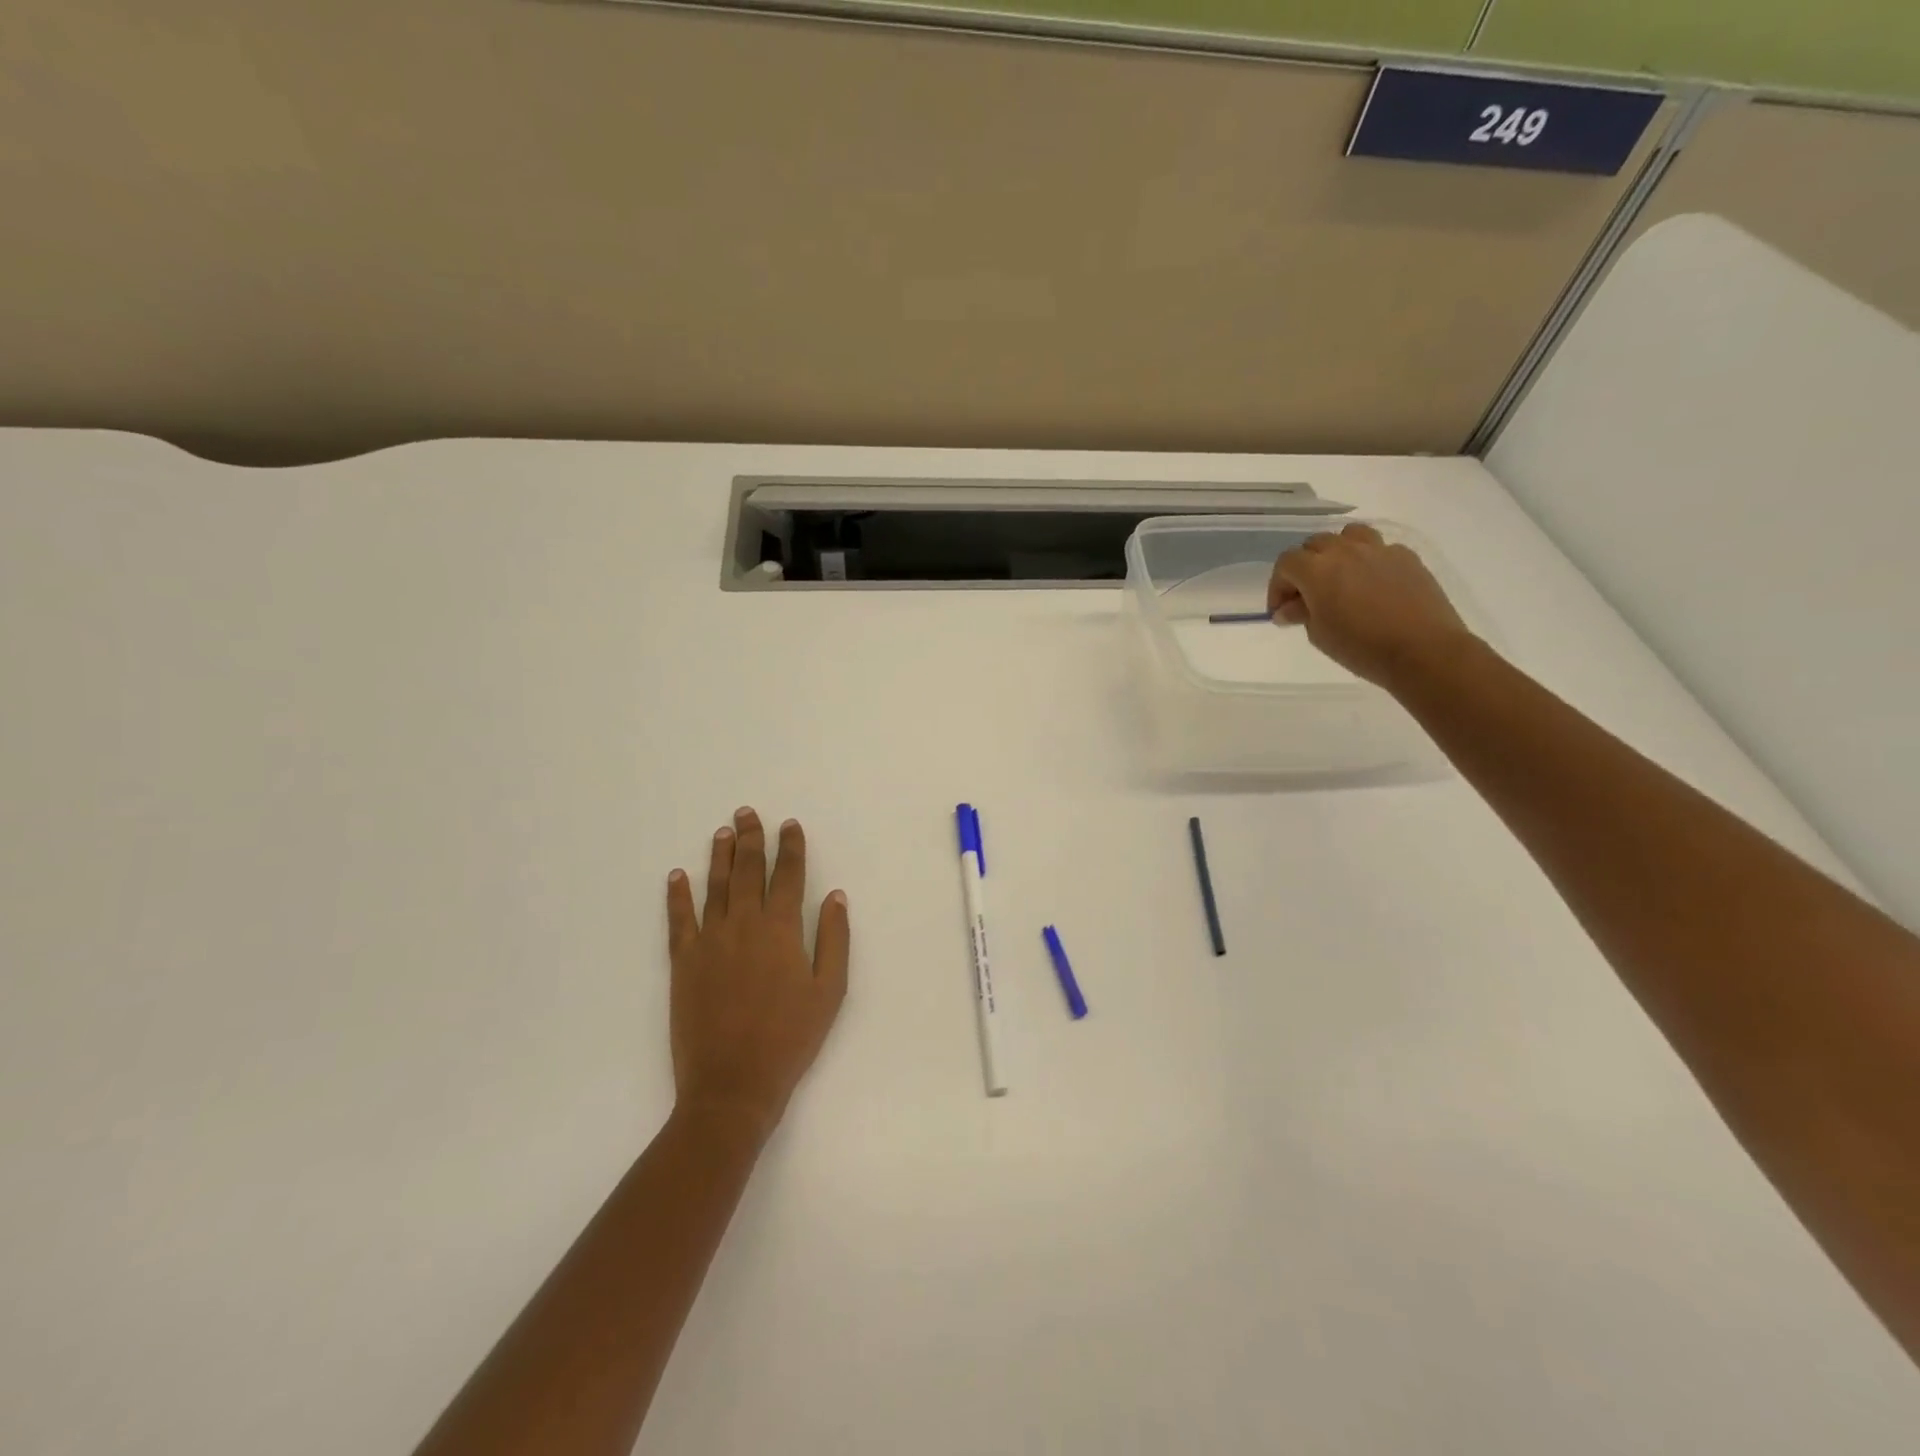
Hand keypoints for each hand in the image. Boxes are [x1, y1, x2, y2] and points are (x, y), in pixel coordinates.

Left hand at [665, 808, 848, 1147]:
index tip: (789, 825)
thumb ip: (834, 938)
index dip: (790, 847)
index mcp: (781, 929)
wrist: (733, 1083)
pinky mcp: (683, 962)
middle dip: (751, 839)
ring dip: (719, 856)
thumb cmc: (790, 1038)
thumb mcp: (829, 991)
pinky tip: (677, 875)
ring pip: (715, 886)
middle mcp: (744, 924)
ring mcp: (709, 940)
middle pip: (748, 870)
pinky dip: (677, 894)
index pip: (788, 875)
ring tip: (723, 832)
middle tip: (747, 813)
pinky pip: (679, 919)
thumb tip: (836, 896)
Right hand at [1267, 523, 1475, 690]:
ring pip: (1348, 536)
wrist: (1423, 650)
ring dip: (1337, 553)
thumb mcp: (1319, 635)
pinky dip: (1368, 561)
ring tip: (1340, 578)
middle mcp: (1346, 551)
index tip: (1281, 611)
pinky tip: (1373, 585)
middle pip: (1314, 544)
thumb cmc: (1361, 647)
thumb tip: (1288, 609)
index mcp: (1317, 570)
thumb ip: (1301, 614)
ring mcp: (1379, 550)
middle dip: (1304, 567)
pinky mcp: (1407, 557)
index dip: (1278, 586)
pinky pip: (1379, 548)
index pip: (1286, 563)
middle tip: (1307, 596)